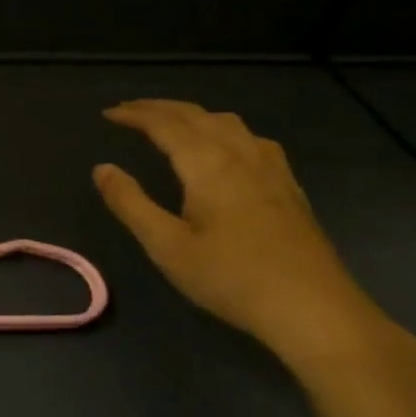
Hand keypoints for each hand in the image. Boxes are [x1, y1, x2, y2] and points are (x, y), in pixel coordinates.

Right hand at [93, 100, 405, 379]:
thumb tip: (102, 168)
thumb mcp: (168, 247)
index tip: (108, 114)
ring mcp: (270, 168)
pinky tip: (227, 147)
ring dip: (192, 114)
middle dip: (159, 108)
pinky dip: (223, 128)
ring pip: (227, 122)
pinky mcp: (288, 185)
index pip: (165, 124)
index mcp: (208, 164)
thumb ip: (131, 204)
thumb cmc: (232, 278)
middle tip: (129, 111)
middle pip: (196, 115)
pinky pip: (250, 138)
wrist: (313, 308)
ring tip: (171, 123)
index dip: (134, 114)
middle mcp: (240, 154)